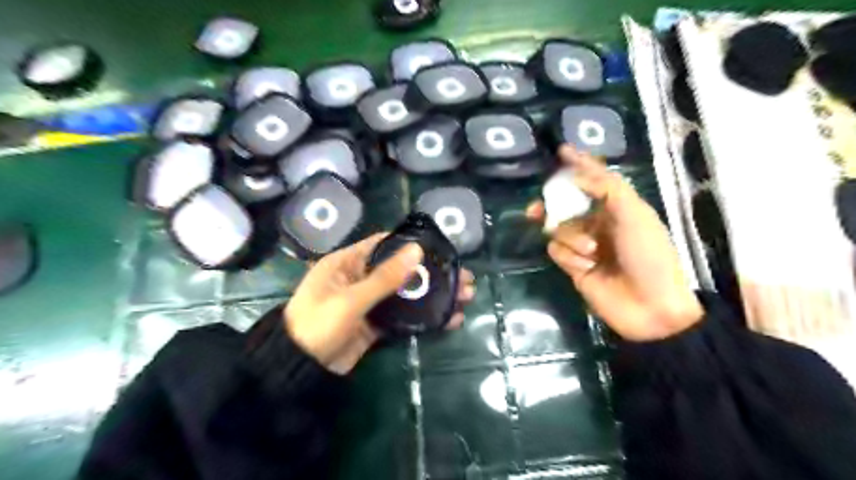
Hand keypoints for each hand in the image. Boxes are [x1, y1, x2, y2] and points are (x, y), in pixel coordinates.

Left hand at [286, 235, 473, 371]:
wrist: (299, 371)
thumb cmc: (317, 325)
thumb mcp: (350, 299)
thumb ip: (384, 278)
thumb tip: (417, 250)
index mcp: (347, 263)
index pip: (383, 244)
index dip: (412, 244)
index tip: (441, 249)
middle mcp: (360, 278)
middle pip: (402, 271)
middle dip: (432, 274)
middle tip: (465, 278)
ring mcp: (369, 302)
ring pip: (406, 294)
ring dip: (433, 296)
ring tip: (465, 297)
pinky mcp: (375, 324)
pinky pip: (403, 316)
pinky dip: (424, 317)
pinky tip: (449, 319)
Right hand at [529, 144, 701, 340]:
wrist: (651, 306)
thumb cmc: (649, 255)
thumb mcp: (634, 214)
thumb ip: (606, 188)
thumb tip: (577, 173)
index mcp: (618, 207)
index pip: (594, 179)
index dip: (578, 164)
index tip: (561, 151)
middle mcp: (598, 223)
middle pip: (566, 204)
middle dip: (551, 204)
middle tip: (535, 209)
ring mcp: (584, 245)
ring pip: (558, 229)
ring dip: (571, 238)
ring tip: (592, 253)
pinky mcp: (573, 266)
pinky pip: (557, 251)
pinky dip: (569, 257)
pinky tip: (586, 268)